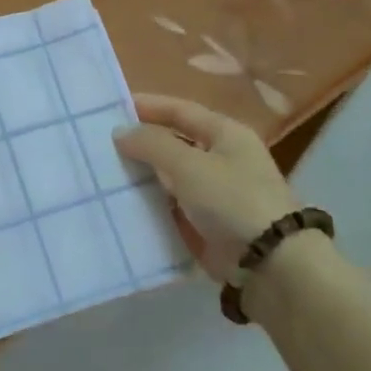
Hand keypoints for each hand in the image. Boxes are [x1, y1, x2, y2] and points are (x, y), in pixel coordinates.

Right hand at [113, 93, 301, 283]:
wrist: (270, 263)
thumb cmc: (232, 200)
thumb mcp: (189, 165)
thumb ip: (152, 144)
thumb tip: (121, 132)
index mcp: (226, 134)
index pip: (180, 111)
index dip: (148, 106)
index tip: (112, 107)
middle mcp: (222, 159)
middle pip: (174, 143)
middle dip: (141, 143)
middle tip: (100, 143)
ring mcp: (215, 193)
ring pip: (170, 177)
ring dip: (142, 176)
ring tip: (104, 173)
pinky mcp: (208, 224)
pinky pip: (172, 207)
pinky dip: (150, 204)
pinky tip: (122, 204)